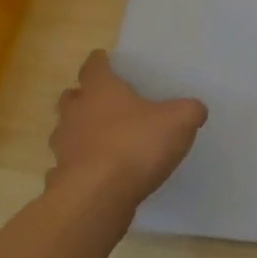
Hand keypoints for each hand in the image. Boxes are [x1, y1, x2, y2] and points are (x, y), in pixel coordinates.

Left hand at [47, 51, 207, 225]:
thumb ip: (190, 110)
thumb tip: (194, 109)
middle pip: (72, 97)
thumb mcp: (180, 120)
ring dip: (80, 133)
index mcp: (101, 91)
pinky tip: (98, 176)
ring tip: (104, 141)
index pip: (94, 67)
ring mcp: (64, 148)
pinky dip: (80, 168)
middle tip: (104, 102)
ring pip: (66, 132)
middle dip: (84, 97)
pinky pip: (68, 168)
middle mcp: (76, 114)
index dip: (101, 62)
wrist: (97, 196)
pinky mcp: (62, 179)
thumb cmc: (137, 145)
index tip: (106, 60)